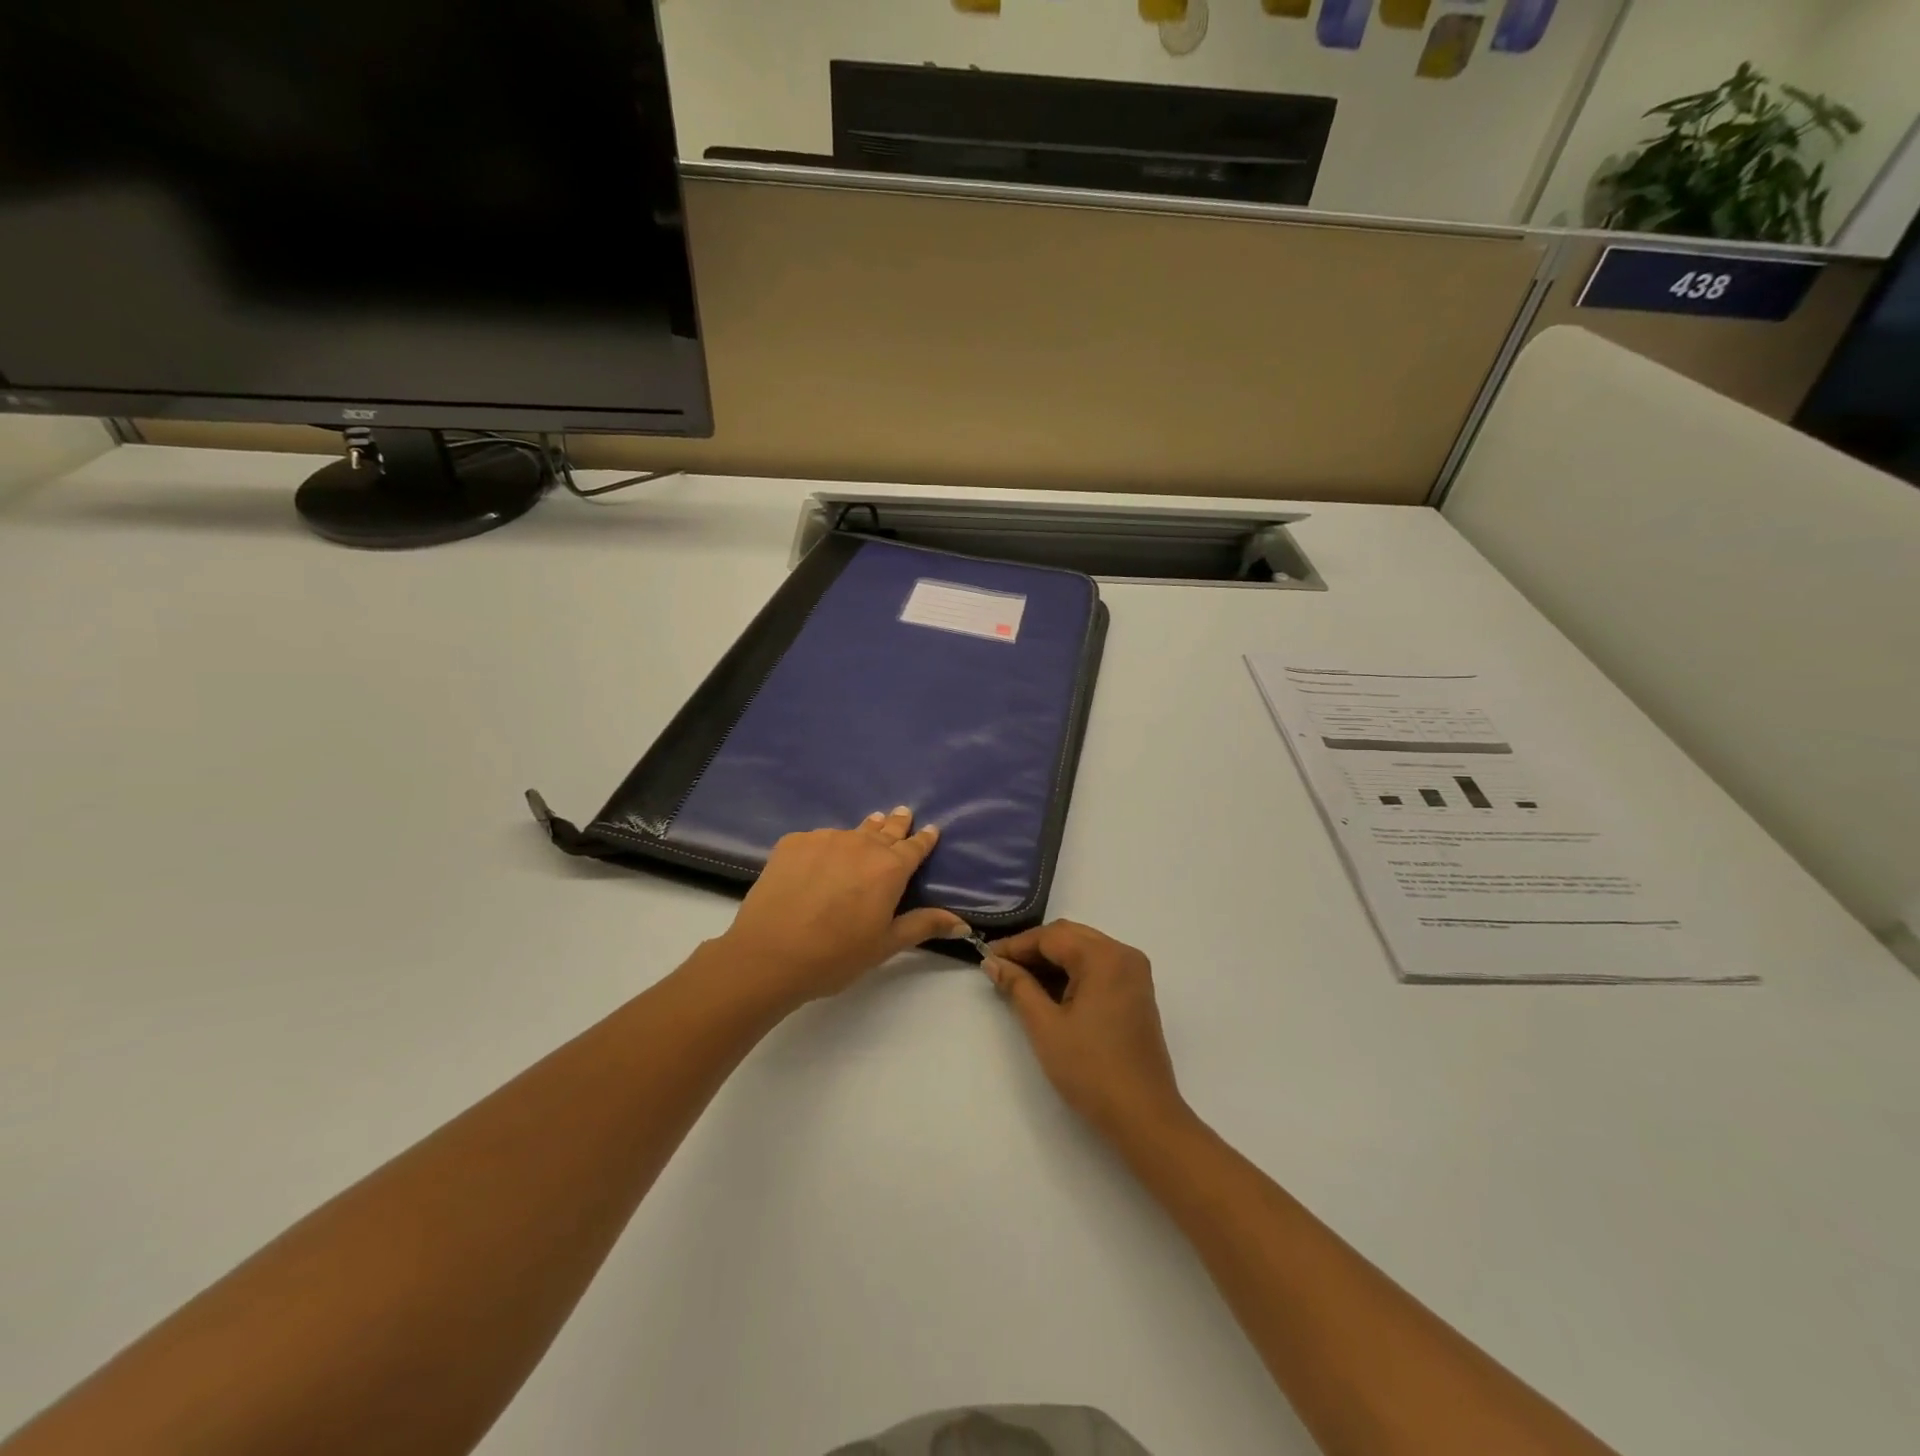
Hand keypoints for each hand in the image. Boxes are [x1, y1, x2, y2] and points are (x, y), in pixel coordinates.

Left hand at [717, 807, 967, 1009]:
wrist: (769, 954)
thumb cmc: (836, 955)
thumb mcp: (885, 944)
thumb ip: (923, 925)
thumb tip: (962, 923)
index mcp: (889, 868)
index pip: (915, 847)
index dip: (924, 839)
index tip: (931, 829)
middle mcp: (861, 844)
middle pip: (885, 829)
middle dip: (896, 823)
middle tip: (903, 812)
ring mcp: (824, 839)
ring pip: (851, 832)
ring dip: (862, 832)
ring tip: (868, 828)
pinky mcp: (793, 842)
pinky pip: (818, 839)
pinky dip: (826, 845)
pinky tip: (820, 858)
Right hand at [981, 921, 1188, 1141]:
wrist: (1143, 1116)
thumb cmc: (1090, 1069)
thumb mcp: (1045, 1026)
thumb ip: (1018, 987)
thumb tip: (993, 962)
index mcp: (1104, 957)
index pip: (1051, 936)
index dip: (1016, 945)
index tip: (987, 958)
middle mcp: (1123, 955)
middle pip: (1070, 937)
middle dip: (1033, 950)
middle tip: (1001, 968)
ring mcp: (1134, 974)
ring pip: (1084, 950)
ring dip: (1052, 961)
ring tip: (1019, 980)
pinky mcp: (1137, 992)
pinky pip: (1098, 967)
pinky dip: (1072, 973)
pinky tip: (1048, 991)